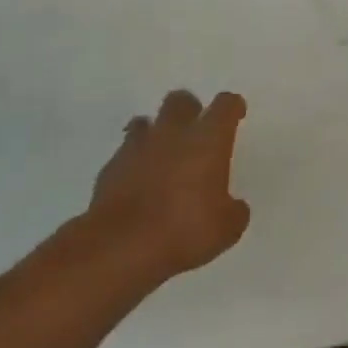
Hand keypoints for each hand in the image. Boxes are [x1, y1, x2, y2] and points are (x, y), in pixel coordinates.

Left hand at [87, 90, 251, 283]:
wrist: (120, 247)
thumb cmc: (184, 231)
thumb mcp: (226, 229)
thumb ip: (234, 210)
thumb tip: (234, 207)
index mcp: (208, 140)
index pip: (225, 106)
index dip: (232, 107)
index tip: (235, 113)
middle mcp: (173, 133)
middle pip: (181, 100)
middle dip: (189, 110)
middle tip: (195, 132)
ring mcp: (138, 147)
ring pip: (146, 121)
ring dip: (156, 133)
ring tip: (162, 154)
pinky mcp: (111, 167)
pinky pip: (125, 152)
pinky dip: (134, 161)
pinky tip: (138, 182)